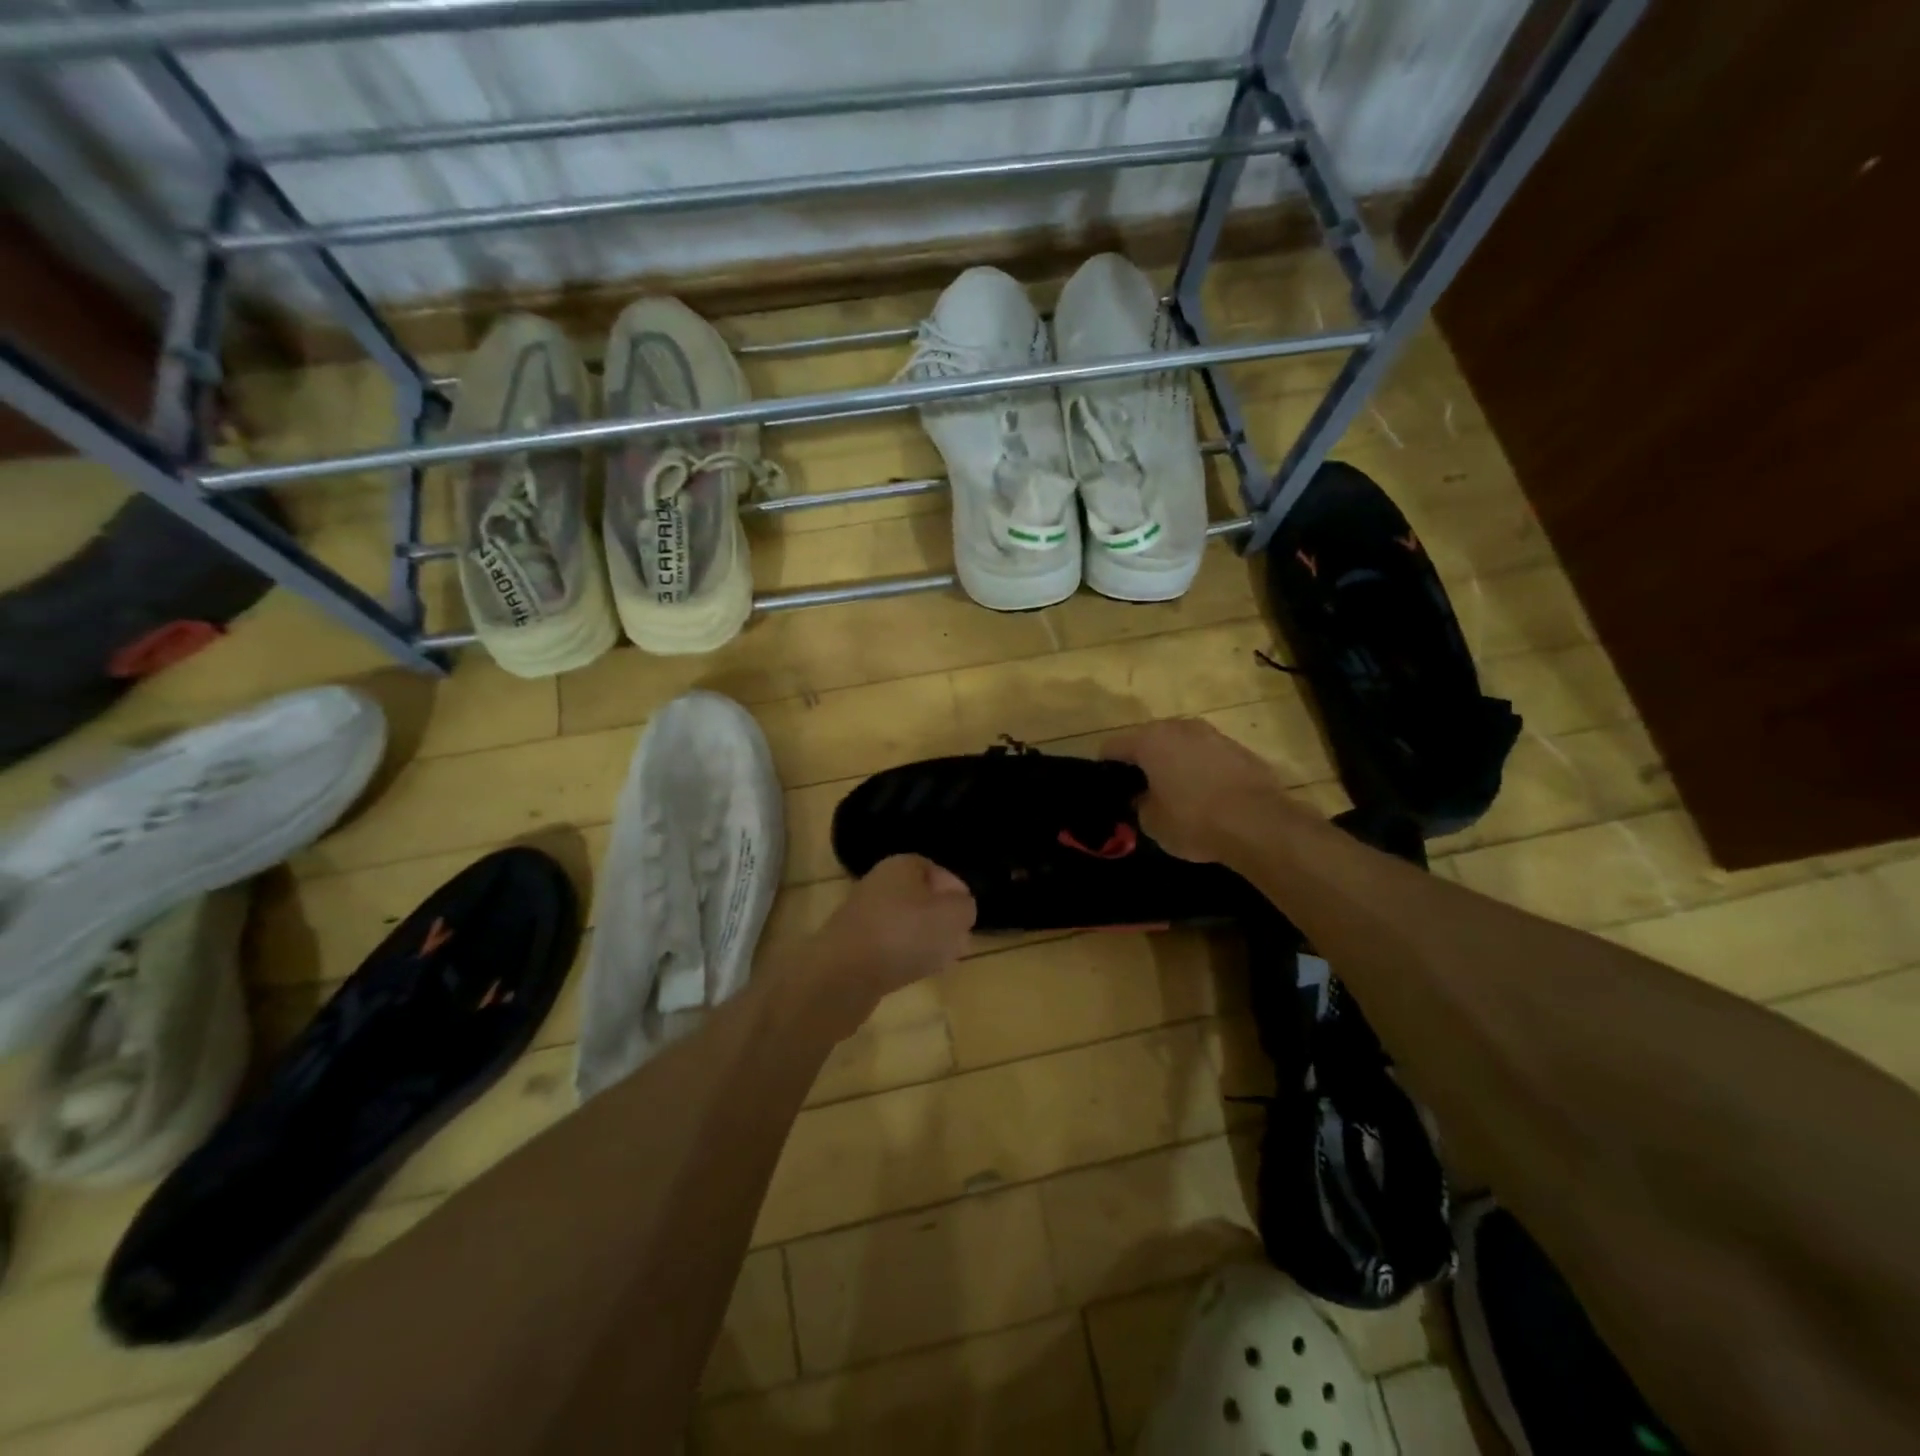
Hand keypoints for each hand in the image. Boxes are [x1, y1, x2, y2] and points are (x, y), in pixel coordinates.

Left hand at [799, 855, 976, 1030]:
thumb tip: (959, 908)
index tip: (967, 917)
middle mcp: (879, 883)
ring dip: (924, 941)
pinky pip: (888, 947)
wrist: (843, 975)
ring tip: (940, 961)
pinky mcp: (852, 946)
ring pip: (905, 924)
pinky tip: (913, 973)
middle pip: (921, 898)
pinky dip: (903, 957)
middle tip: (957, 941)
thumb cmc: (904, 934)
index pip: (937, 870)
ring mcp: (862, 915)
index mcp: (902, 865)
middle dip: (941, 920)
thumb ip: (965, 907)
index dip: (956, 892)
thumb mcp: (953, 915)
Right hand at [1101, 718, 1314, 863]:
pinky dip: (1201, 770)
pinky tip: (1207, 796)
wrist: (1259, 823)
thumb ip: (1140, 804)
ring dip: (1173, 763)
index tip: (1108, 789)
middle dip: (1142, 762)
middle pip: (1148, 740)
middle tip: (1141, 790)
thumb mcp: (1152, 822)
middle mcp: (1179, 727)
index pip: (1111, 746)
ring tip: (1175, 793)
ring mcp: (1212, 734)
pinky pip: (1207, 756)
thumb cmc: (1194, 820)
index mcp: (1149, 740)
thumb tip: (1143, 797)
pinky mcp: (1239, 748)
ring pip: (1180, 745)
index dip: (1105, 768)